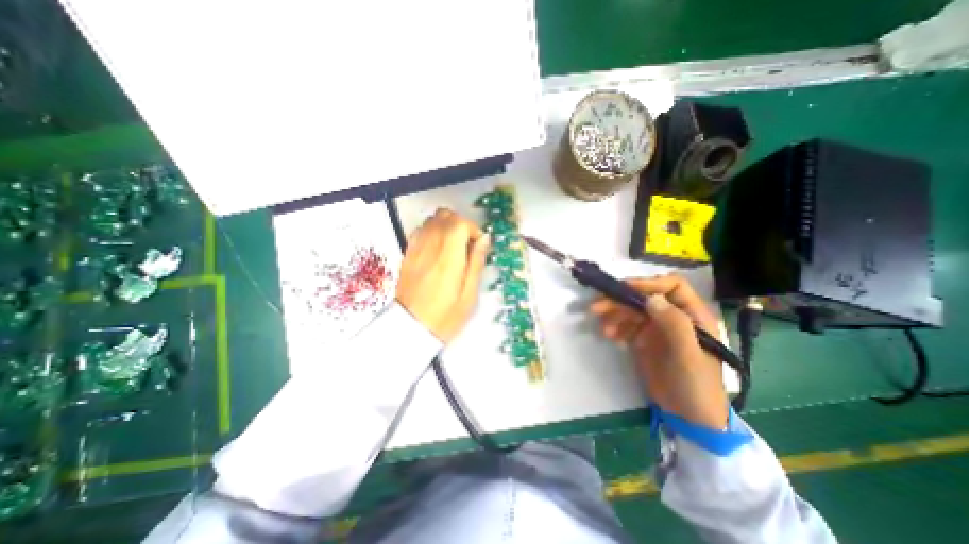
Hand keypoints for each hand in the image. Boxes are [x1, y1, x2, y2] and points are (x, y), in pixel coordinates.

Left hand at [394, 208, 488, 341]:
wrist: (411, 328)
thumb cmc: (446, 315)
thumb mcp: (470, 292)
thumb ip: (477, 261)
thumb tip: (484, 238)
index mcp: (448, 255)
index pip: (460, 222)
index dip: (472, 229)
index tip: (478, 245)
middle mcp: (430, 245)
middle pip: (445, 215)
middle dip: (460, 224)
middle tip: (467, 245)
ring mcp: (416, 248)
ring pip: (431, 220)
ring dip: (446, 227)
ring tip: (453, 247)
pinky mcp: (407, 253)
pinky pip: (420, 230)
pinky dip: (432, 232)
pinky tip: (437, 250)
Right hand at [591, 274, 727, 430]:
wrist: (689, 418)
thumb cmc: (696, 384)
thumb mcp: (688, 355)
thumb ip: (674, 324)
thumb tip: (650, 298)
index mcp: (692, 315)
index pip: (672, 286)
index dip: (649, 283)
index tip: (625, 289)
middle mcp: (673, 317)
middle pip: (644, 298)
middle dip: (621, 300)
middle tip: (597, 307)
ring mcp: (657, 329)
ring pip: (632, 311)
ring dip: (614, 315)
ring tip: (603, 329)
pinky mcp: (644, 340)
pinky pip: (626, 326)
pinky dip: (615, 328)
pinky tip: (610, 337)